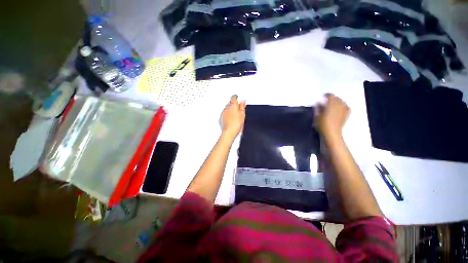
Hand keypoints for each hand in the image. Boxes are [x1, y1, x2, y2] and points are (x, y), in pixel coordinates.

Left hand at [221, 95, 245, 137]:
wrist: (229, 132)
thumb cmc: (236, 124)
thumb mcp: (243, 115)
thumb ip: (242, 107)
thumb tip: (243, 101)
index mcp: (233, 105)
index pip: (234, 98)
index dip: (237, 99)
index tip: (240, 103)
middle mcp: (227, 108)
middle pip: (230, 103)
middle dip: (234, 105)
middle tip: (239, 111)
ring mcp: (223, 112)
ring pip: (227, 108)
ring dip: (231, 110)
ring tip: (236, 117)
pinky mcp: (221, 117)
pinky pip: (225, 113)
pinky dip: (228, 115)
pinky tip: (232, 120)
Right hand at [315, 94, 349, 138]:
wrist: (332, 133)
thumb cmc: (322, 125)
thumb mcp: (317, 116)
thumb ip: (318, 108)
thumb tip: (319, 103)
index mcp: (331, 105)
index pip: (330, 96)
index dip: (327, 95)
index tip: (323, 96)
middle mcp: (339, 105)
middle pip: (336, 98)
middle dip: (332, 98)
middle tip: (326, 101)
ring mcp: (344, 109)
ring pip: (342, 101)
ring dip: (337, 101)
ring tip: (333, 104)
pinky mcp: (346, 114)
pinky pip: (346, 106)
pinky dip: (343, 105)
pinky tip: (340, 107)